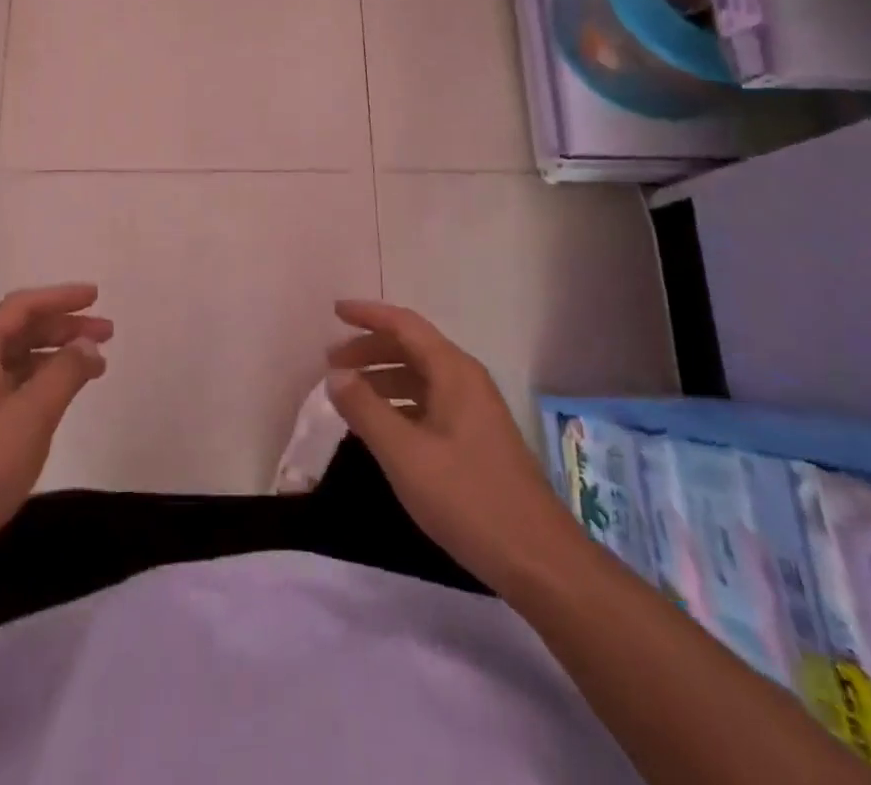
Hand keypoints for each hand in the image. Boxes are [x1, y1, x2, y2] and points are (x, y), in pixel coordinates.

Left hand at [0, 284, 110, 562]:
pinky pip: (12, 386)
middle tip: (107, 333)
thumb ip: (65, 372)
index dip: (61, 297)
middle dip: (64, 327)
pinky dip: (42, 382)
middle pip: (20, 330)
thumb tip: (88, 344)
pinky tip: (62, 395)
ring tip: (95, 365)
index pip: (22, 307)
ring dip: (56, 356)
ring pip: (17, 360)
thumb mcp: (32, 414)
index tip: (96, 296)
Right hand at [325, 300, 574, 593]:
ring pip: (420, 377)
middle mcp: (466, 380)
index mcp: (453, 371)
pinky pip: (429, 402)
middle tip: (331, 362)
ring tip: (348, 393)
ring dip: (383, 377)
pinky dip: (399, 403)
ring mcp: (475, 410)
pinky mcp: (477, 438)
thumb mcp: (404, 454)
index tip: (335, 311)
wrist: (538, 560)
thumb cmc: (467, 498)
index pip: (404, 324)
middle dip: (370, 349)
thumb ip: (365, 409)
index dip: (368, 314)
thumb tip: (335, 374)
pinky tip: (381, 426)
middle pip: (412, 347)